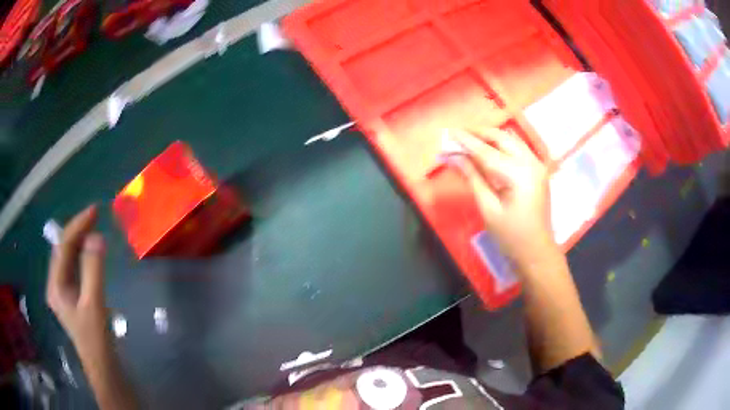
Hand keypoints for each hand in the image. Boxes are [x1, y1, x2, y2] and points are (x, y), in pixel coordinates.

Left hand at [46, 205, 109, 352]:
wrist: (104, 368)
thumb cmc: (96, 339)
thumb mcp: (95, 305)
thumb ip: (93, 270)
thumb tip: (96, 236)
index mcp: (55, 285)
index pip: (63, 246)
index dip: (77, 225)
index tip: (95, 210)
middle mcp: (56, 284)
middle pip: (63, 250)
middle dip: (78, 231)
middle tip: (96, 216)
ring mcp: (64, 292)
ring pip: (69, 258)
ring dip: (80, 241)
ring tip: (94, 228)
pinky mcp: (73, 298)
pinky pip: (75, 268)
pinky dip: (84, 256)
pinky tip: (92, 252)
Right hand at [451, 129, 556, 267]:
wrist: (536, 251)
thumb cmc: (511, 236)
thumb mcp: (488, 208)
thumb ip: (473, 178)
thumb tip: (456, 157)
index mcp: (519, 175)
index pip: (487, 152)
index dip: (467, 141)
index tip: (449, 132)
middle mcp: (531, 163)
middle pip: (502, 138)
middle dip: (479, 133)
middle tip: (459, 134)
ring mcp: (538, 165)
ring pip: (511, 140)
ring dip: (490, 137)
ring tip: (470, 139)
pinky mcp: (538, 170)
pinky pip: (518, 148)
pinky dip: (501, 145)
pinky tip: (489, 149)